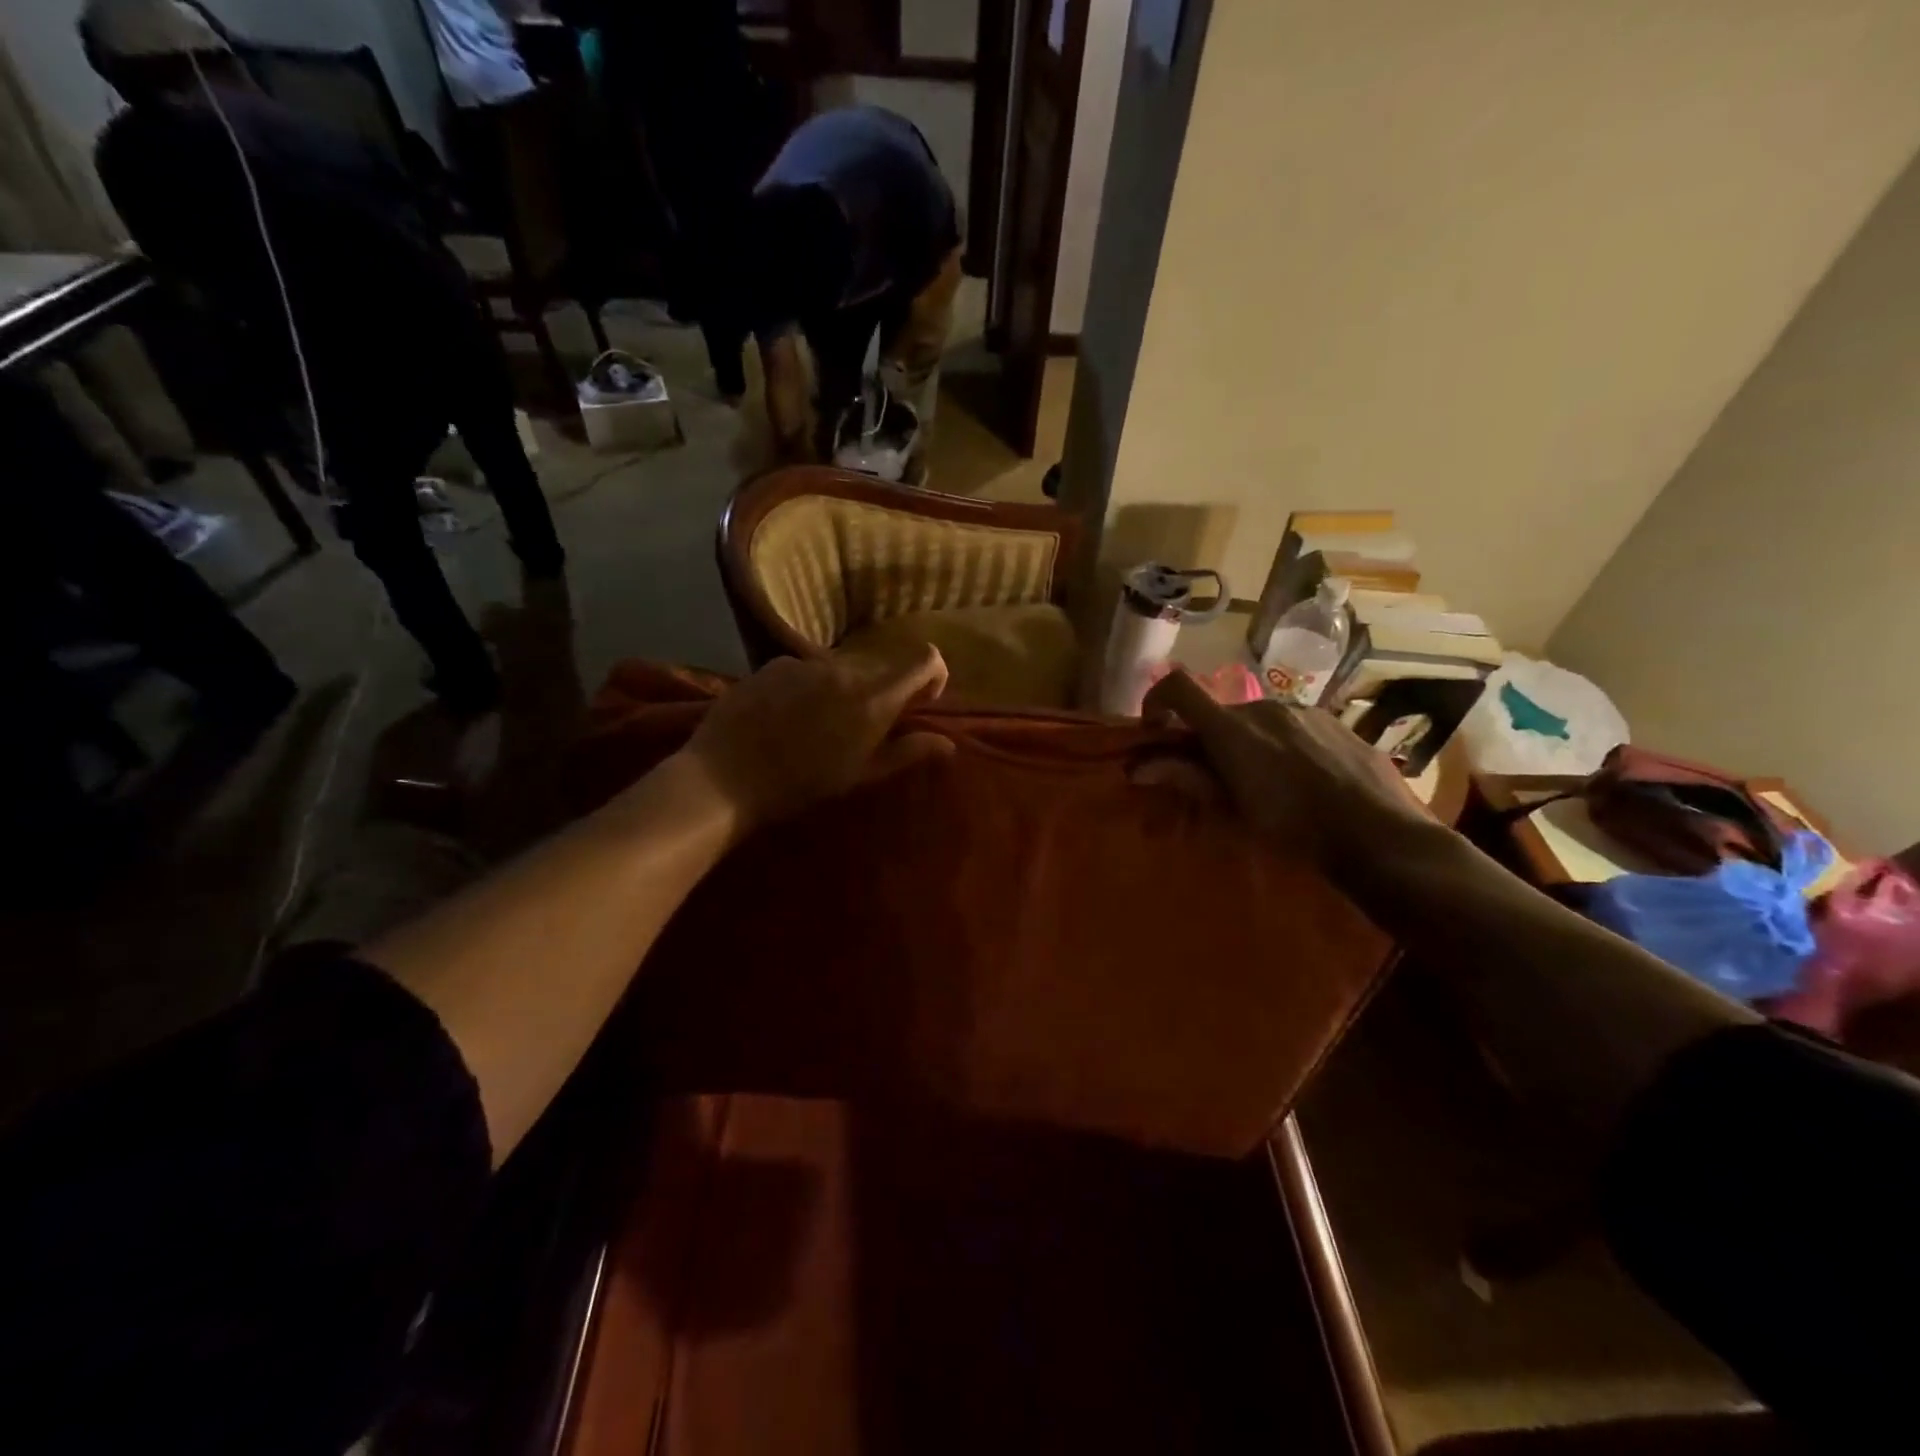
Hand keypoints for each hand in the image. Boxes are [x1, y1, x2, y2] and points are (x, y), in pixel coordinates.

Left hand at [682, 646, 954, 830]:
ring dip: (845, 689)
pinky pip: (808, 669)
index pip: (924, 659)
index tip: (923, 703)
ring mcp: (806, 662)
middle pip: (882, 667)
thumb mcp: (860, 775)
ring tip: (818, 726)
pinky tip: (786, 717)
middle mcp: (844, 668)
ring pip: (844, 668)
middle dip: (884, 691)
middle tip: (863, 729)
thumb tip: (948, 743)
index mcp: (873, 697)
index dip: (933, 676)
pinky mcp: (774, 664)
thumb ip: (907, 752)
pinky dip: (811, 686)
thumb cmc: (800, 785)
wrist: (724, 777)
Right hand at [1142, 668, 1430, 862]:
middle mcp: (1264, 706)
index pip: (1179, 687)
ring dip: (1247, 742)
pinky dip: (1281, 744)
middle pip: (1221, 711)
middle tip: (1216, 778)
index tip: (1156, 730)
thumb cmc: (1294, 827)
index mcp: (1231, 727)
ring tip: (1266, 783)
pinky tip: (1302, 779)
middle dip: (1208, 738)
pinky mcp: (1334, 721)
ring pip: (1258, 720)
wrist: (1379, 833)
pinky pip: (1292, 725)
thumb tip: (1139, 768)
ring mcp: (1303, 711)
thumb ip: (1187, 779)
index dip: (1156, 699)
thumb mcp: (1232, 809)